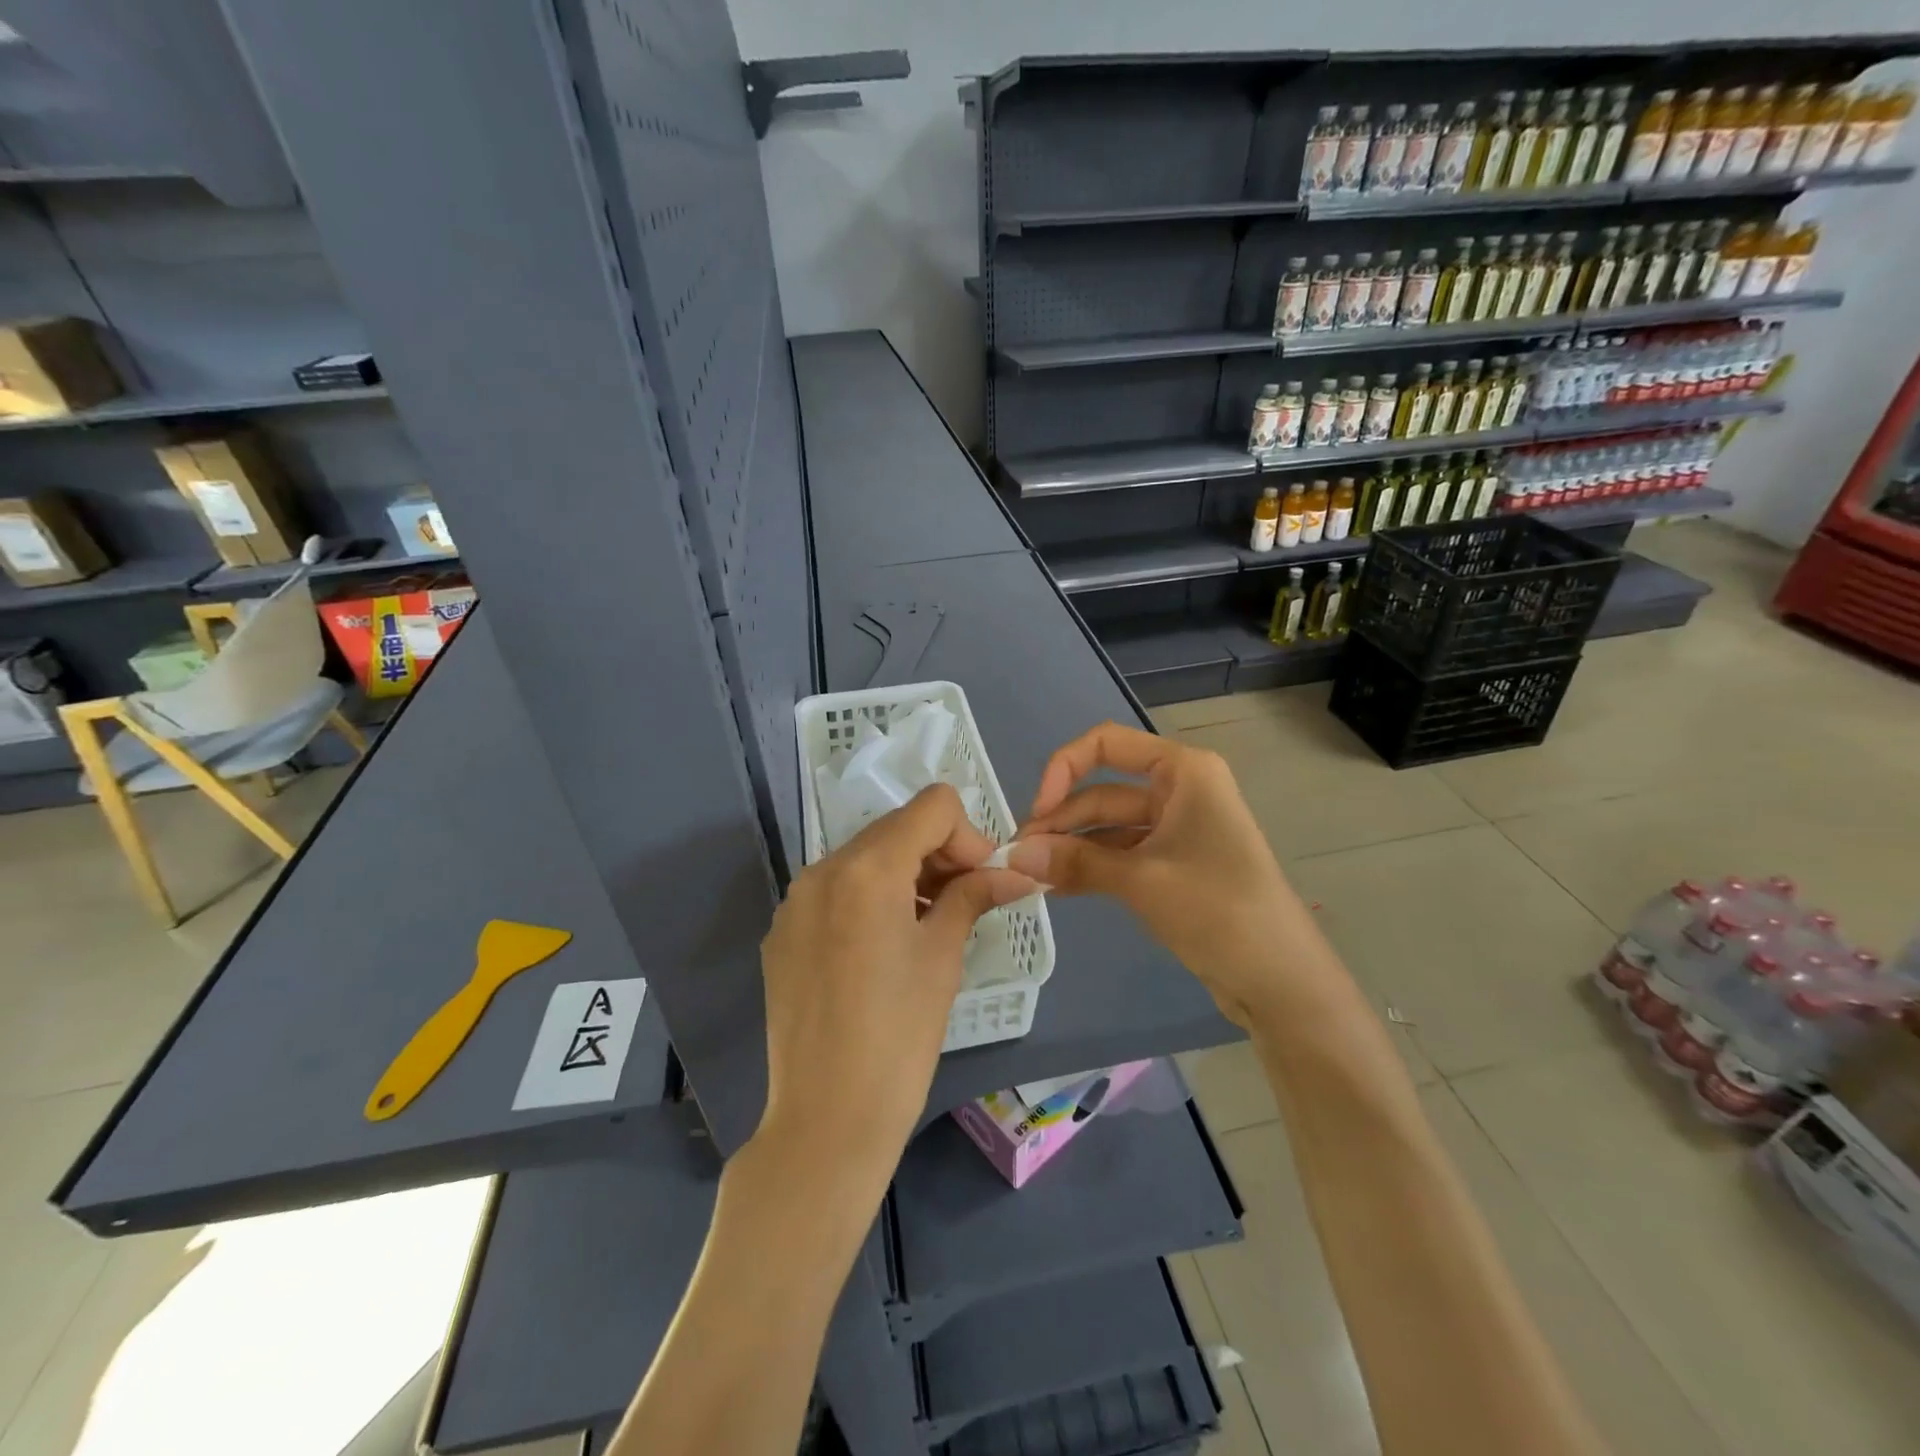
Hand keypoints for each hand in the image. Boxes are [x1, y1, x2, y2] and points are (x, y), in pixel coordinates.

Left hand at [754, 784, 1039, 1194]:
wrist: (826, 1119)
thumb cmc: (899, 1036)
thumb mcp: (943, 957)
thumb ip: (973, 896)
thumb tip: (1017, 872)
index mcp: (867, 868)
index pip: (932, 806)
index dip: (967, 835)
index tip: (981, 881)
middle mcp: (823, 868)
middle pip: (896, 828)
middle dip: (938, 854)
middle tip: (964, 902)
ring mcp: (795, 900)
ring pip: (864, 857)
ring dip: (904, 875)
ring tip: (925, 927)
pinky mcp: (782, 931)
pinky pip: (834, 891)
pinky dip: (868, 899)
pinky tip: (880, 951)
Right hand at [1008, 722, 1310, 1028]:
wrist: (1281, 980)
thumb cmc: (1219, 910)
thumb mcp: (1141, 881)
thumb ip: (1075, 862)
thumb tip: (1014, 854)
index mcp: (1182, 771)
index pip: (1106, 744)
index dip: (1062, 769)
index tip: (1038, 813)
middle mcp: (1179, 790)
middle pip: (1103, 790)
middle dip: (1061, 821)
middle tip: (1018, 856)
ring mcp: (1177, 829)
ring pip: (1108, 826)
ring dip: (1071, 847)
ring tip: (1029, 874)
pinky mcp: (1173, 865)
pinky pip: (1121, 855)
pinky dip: (1090, 867)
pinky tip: (1055, 886)